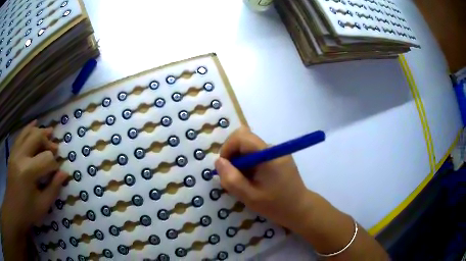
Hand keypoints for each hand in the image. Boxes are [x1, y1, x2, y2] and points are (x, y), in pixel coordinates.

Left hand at [1, 120, 67, 241]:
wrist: (14, 208)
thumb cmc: (28, 211)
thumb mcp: (43, 205)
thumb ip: (54, 188)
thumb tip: (64, 173)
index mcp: (28, 172)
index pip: (47, 159)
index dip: (55, 165)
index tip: (56, 174)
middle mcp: (21, 156)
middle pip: (37, 138)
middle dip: (48, 142)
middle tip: (55, 149)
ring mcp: (15, 151)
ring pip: (29, 132)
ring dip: (40, 132)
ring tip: (49, 133)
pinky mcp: (12, 151)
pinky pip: (21, 134)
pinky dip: (29, 128)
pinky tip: (35, 123)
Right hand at [216, 127, 388, 259]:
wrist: (307, 212)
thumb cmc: (282, 207)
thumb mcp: (252, 197)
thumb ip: (233, 179)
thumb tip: (218, 162)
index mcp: (271, 154)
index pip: (243, 134)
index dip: (230, 147)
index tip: (225, 165)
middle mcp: (276, 149)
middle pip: (247, 138)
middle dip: (234, 153)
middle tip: (232, 174)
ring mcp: (279, 154)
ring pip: (253, 147)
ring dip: (242, 161)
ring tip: (242, 181)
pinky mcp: (280, 161)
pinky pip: (258, 155)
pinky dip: (249, 165)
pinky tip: (251, 181)